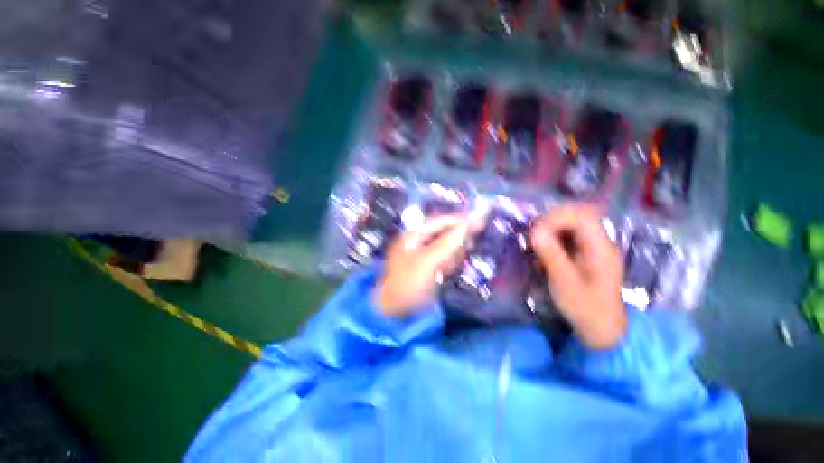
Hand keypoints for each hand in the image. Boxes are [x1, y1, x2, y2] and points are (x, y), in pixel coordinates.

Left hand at [376, 214, 482, 317]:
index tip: (480, 219)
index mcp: (414, 234)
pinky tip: (450, 268)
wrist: (394, 311)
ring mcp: (424, 254)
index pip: (440, 221)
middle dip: (459, 235)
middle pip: (444, 232)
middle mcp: (419, 241)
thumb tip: (467, 224)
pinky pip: (444, 258)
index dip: (459, 220)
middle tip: (475, 238)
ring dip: (456, 249)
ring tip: (457, 259)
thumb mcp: (427, 261)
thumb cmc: (408, 283)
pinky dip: (451, 261)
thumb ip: (447, 242)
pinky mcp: (429, 267)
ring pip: (446, 245)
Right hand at [531, 205, 625, 348]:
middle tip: (533, 234)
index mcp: (601, 249)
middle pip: (578, 215)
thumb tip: (535, 232)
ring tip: (536, 240)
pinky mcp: (585, 253)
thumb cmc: (585, 308)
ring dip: (551, 227)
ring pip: (572, 224)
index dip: (557, 218)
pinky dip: (553, 236)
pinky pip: (569, 235)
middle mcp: (600, 243)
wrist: (601, 329)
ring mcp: (593, 247)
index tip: (536, 232)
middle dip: (552, 220)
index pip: (582, 217)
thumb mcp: (565, 283)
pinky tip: (544, 248)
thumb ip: (552, 255)